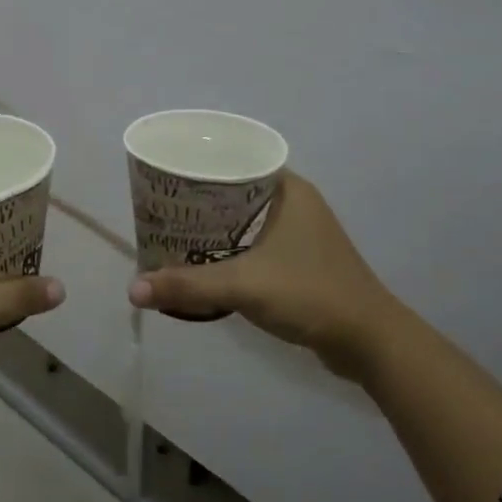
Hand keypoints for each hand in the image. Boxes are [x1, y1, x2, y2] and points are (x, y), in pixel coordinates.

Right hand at [128, 172, 402, 381]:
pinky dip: (228, 247)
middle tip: (160, 207)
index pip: (236, 159)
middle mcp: (295, 203)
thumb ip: (187, 285)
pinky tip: (203, 260)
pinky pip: (253, 242)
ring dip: (212, 226)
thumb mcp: (243, 285)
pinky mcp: (299, 261)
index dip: (200, 164)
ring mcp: (300, 233)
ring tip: (173, 231)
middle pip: (235, 190)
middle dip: (198, 199)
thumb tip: (133, 290)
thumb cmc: (310, 294)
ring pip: (244, 218)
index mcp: (289, 190)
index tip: (166, 175)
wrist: (368, 342)